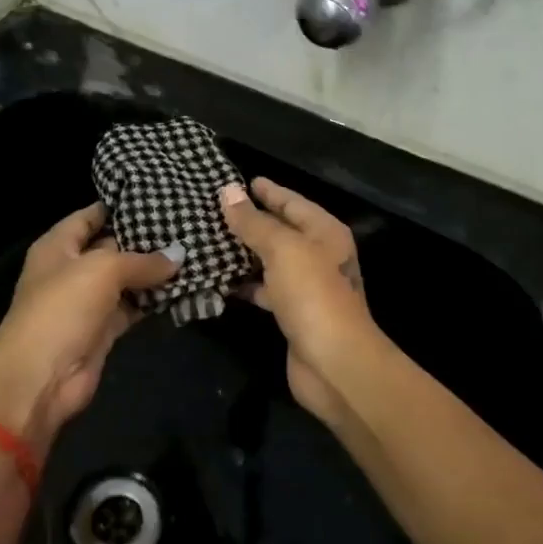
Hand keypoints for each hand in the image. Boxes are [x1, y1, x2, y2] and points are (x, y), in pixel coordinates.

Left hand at [0, 202, 179, 445]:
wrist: (40, 378)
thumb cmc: (62, 308)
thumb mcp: (103, 270)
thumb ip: (142, 260)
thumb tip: (179, 255)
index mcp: (59, 246)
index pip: (91, 216)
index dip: (120, 205)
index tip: (158, 195)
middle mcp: (72, 270)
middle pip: (113, 247)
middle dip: (146, 239)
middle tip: (187, 224)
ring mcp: (88, 302)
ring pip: (127, 280)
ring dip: (156, 272)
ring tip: (195, 252)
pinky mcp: (104, 330)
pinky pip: (134, 307)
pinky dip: (155, 301)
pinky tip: (185, 287)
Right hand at [219, 178, 381, 422]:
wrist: (334, 363)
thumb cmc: (313, 295)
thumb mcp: (282, 249)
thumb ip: (254, 222)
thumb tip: (228, 192)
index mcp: (324, 232)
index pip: (292, 202)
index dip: (268, 191)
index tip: (240, 181)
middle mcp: (319, 255)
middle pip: (281, 230)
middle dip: (251, 220)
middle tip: (213, 209)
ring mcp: (307, 286)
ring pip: (271, 260)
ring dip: (244, 252)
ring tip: (208, 240)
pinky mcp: (293, 314)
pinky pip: (265, 289)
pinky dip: (245, 283)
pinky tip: (219, 279)